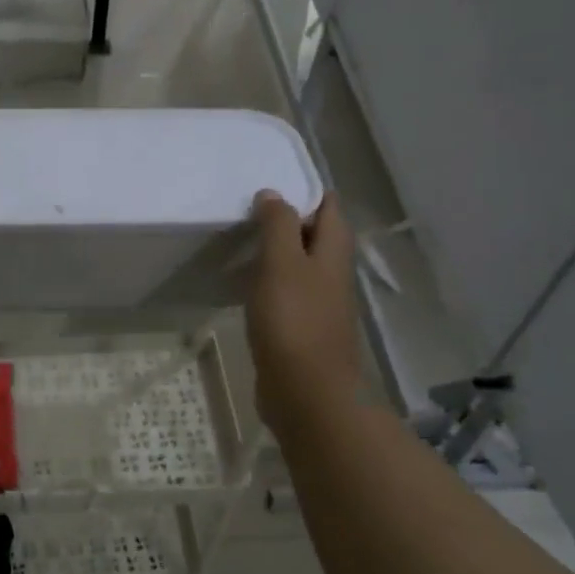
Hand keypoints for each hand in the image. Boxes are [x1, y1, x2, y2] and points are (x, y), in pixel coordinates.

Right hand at [245, 192, 360, 432]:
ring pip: (299, 266)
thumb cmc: (294, 322)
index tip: (269, 182)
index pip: (328, 206)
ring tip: (241, 243)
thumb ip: (278, 226)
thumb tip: (273, 194)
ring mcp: (319, 304)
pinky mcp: (301, 329)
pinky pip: (286, 295)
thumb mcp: (282, 264)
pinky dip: (269, 283)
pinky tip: (245, 287)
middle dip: (287, 220)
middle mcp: (332, 274)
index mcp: (333, 252)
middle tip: (247, 211)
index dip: (304, 190)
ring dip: (276, 253)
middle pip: (315, 235)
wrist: (305, 391)